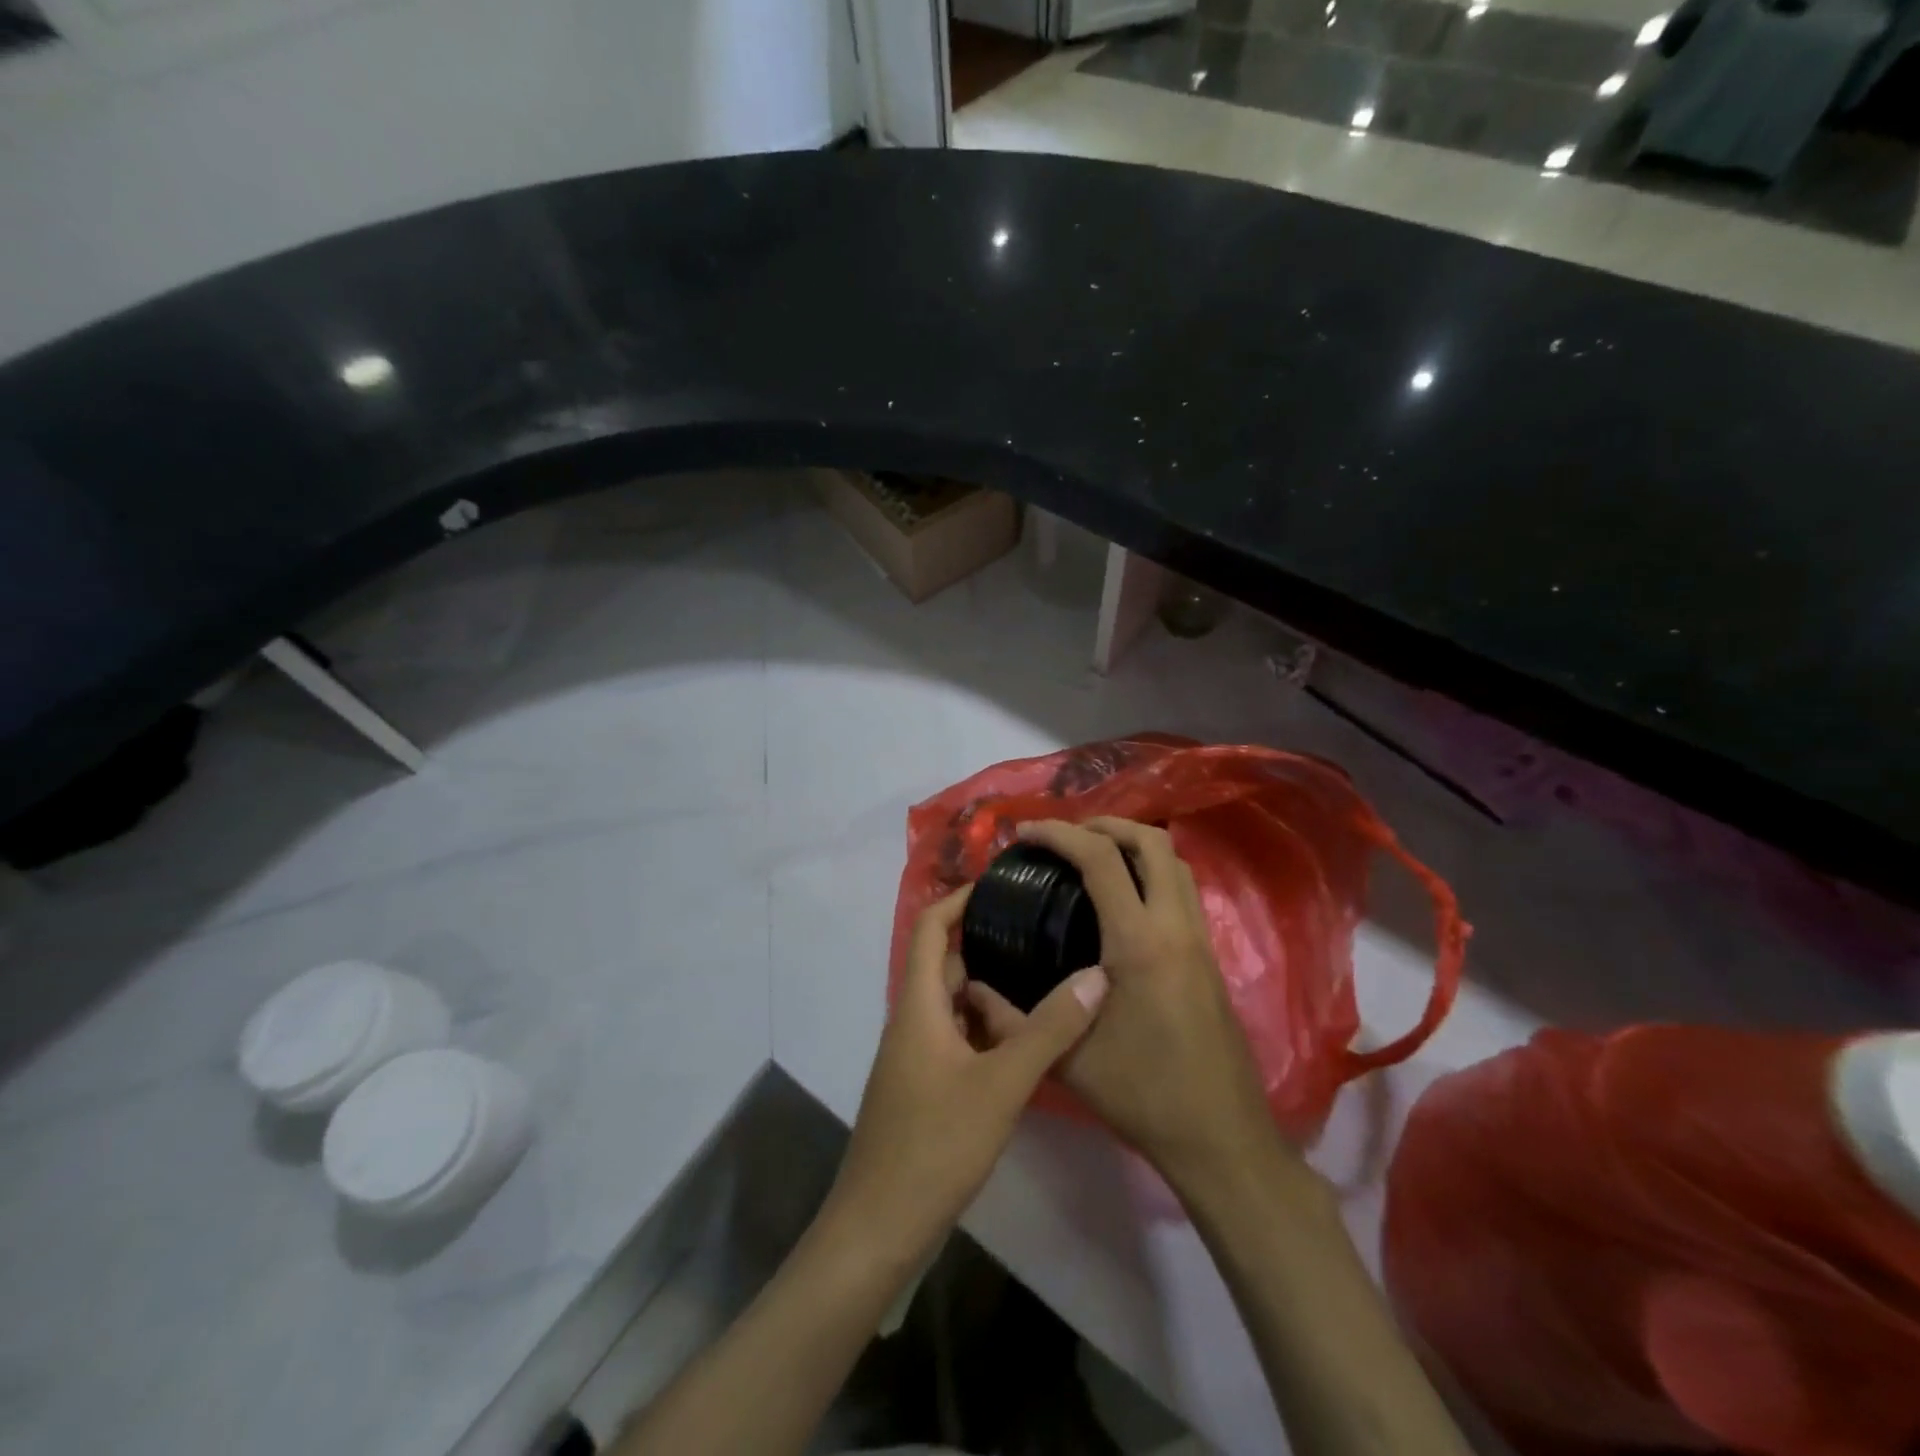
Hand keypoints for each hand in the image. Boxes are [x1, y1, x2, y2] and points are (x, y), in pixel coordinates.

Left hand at [824, 885, 1109, 1265]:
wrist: (880, 1227)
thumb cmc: (934, 1144)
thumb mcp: (1001, 1084)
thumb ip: (1049, 1030)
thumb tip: (1096, 975)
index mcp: (919, 1006)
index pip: (929, 929)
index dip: (958, 899)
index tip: (1000, 882)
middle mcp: (913, 1021)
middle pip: (946, 964)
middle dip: (987, 942)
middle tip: (1040, 929)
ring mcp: (916, 1057)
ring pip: (954, 1004)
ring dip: (992, 988)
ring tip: (1043, 974)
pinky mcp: (925, 1087)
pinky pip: (957, 1037)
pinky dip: (987, 1026)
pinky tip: (1025, 1037)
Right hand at [967, 818, 1275, 1190]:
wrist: (1221, 1136)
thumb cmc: (1143, 1096)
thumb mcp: (1068, 1061)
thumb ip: (1015, 1020)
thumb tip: (972, 990)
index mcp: (1139, 944)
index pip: (1101, 859)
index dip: (1060, 834)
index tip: (1026, 833)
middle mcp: (1176, 928)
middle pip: (1152, 842)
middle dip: (1106, 825)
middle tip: (1065, 837)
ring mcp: (1199, 940)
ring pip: (1176, 863)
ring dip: (1134, 845)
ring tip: (1092, 858)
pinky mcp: (1209, 957)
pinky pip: (1183, 890)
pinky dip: (1152, 873)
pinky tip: (1123, 901)